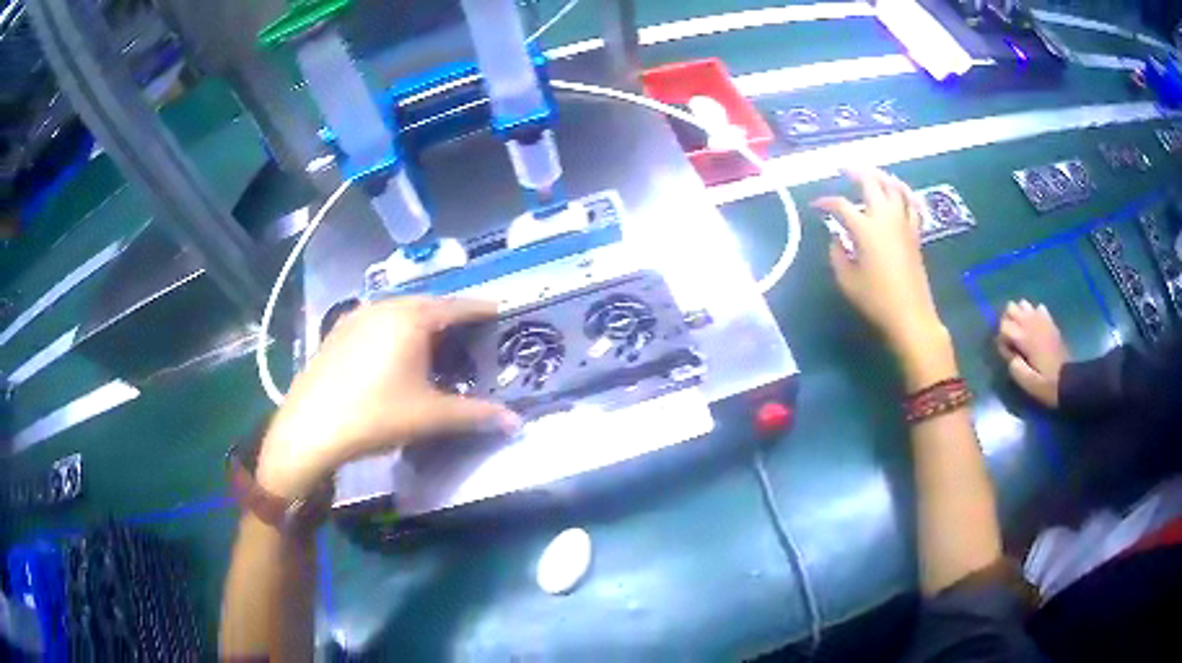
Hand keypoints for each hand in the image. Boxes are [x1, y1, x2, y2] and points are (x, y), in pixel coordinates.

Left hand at [256, 297, 520, 498]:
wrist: (311, 427)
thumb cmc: (375, 416)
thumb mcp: (430, 417)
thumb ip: (476, 416)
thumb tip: (517, 423)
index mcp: (411, 319)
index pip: (457, 307)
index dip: (481, 309)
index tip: (500, 311)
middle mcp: (385, 307)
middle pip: (428, 304)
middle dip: (451, 316)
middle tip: (470, 335)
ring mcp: (357, 316)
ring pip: (399, 311)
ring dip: (421, 322)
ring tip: (435, 344)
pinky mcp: (338, 331)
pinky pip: (377, 321)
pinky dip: (395, 329)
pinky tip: (393, 354)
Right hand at [813, 168, 950, 376]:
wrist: (910, 316)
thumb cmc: (876, 300)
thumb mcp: (847, 280)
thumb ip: (837, 254)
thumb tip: (836, 237)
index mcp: (865, 228)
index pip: (841, 206)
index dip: (825, 202)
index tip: (816, 206)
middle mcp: (885, 218)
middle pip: (871, 182)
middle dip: (855, 171)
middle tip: (843, 168)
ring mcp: (904, 223)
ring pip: (895, 187)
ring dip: (881, 176)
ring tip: (872, 173)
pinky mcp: (915, 233)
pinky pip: (912, 204)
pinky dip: (905, 193)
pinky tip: (901, 191)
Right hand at [995, 300, 1070, 407]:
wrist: (1069, 381)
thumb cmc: (1048, 385)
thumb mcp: (1028, 384)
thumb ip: (1015, 368)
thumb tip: (1010, 356)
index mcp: (1025, 338)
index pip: (1003, 326)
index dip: (1001, 339)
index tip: (1007, 354)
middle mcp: (1032, 324)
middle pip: (1011, 308)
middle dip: (1007, 321)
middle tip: (1012, 341)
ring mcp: (1043, 321)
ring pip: (1023, 304)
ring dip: (1019, 316)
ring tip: (1022, 332)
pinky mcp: (1050, 323)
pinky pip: (1039, 308)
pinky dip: (1034, 314)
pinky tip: (1036, 328)